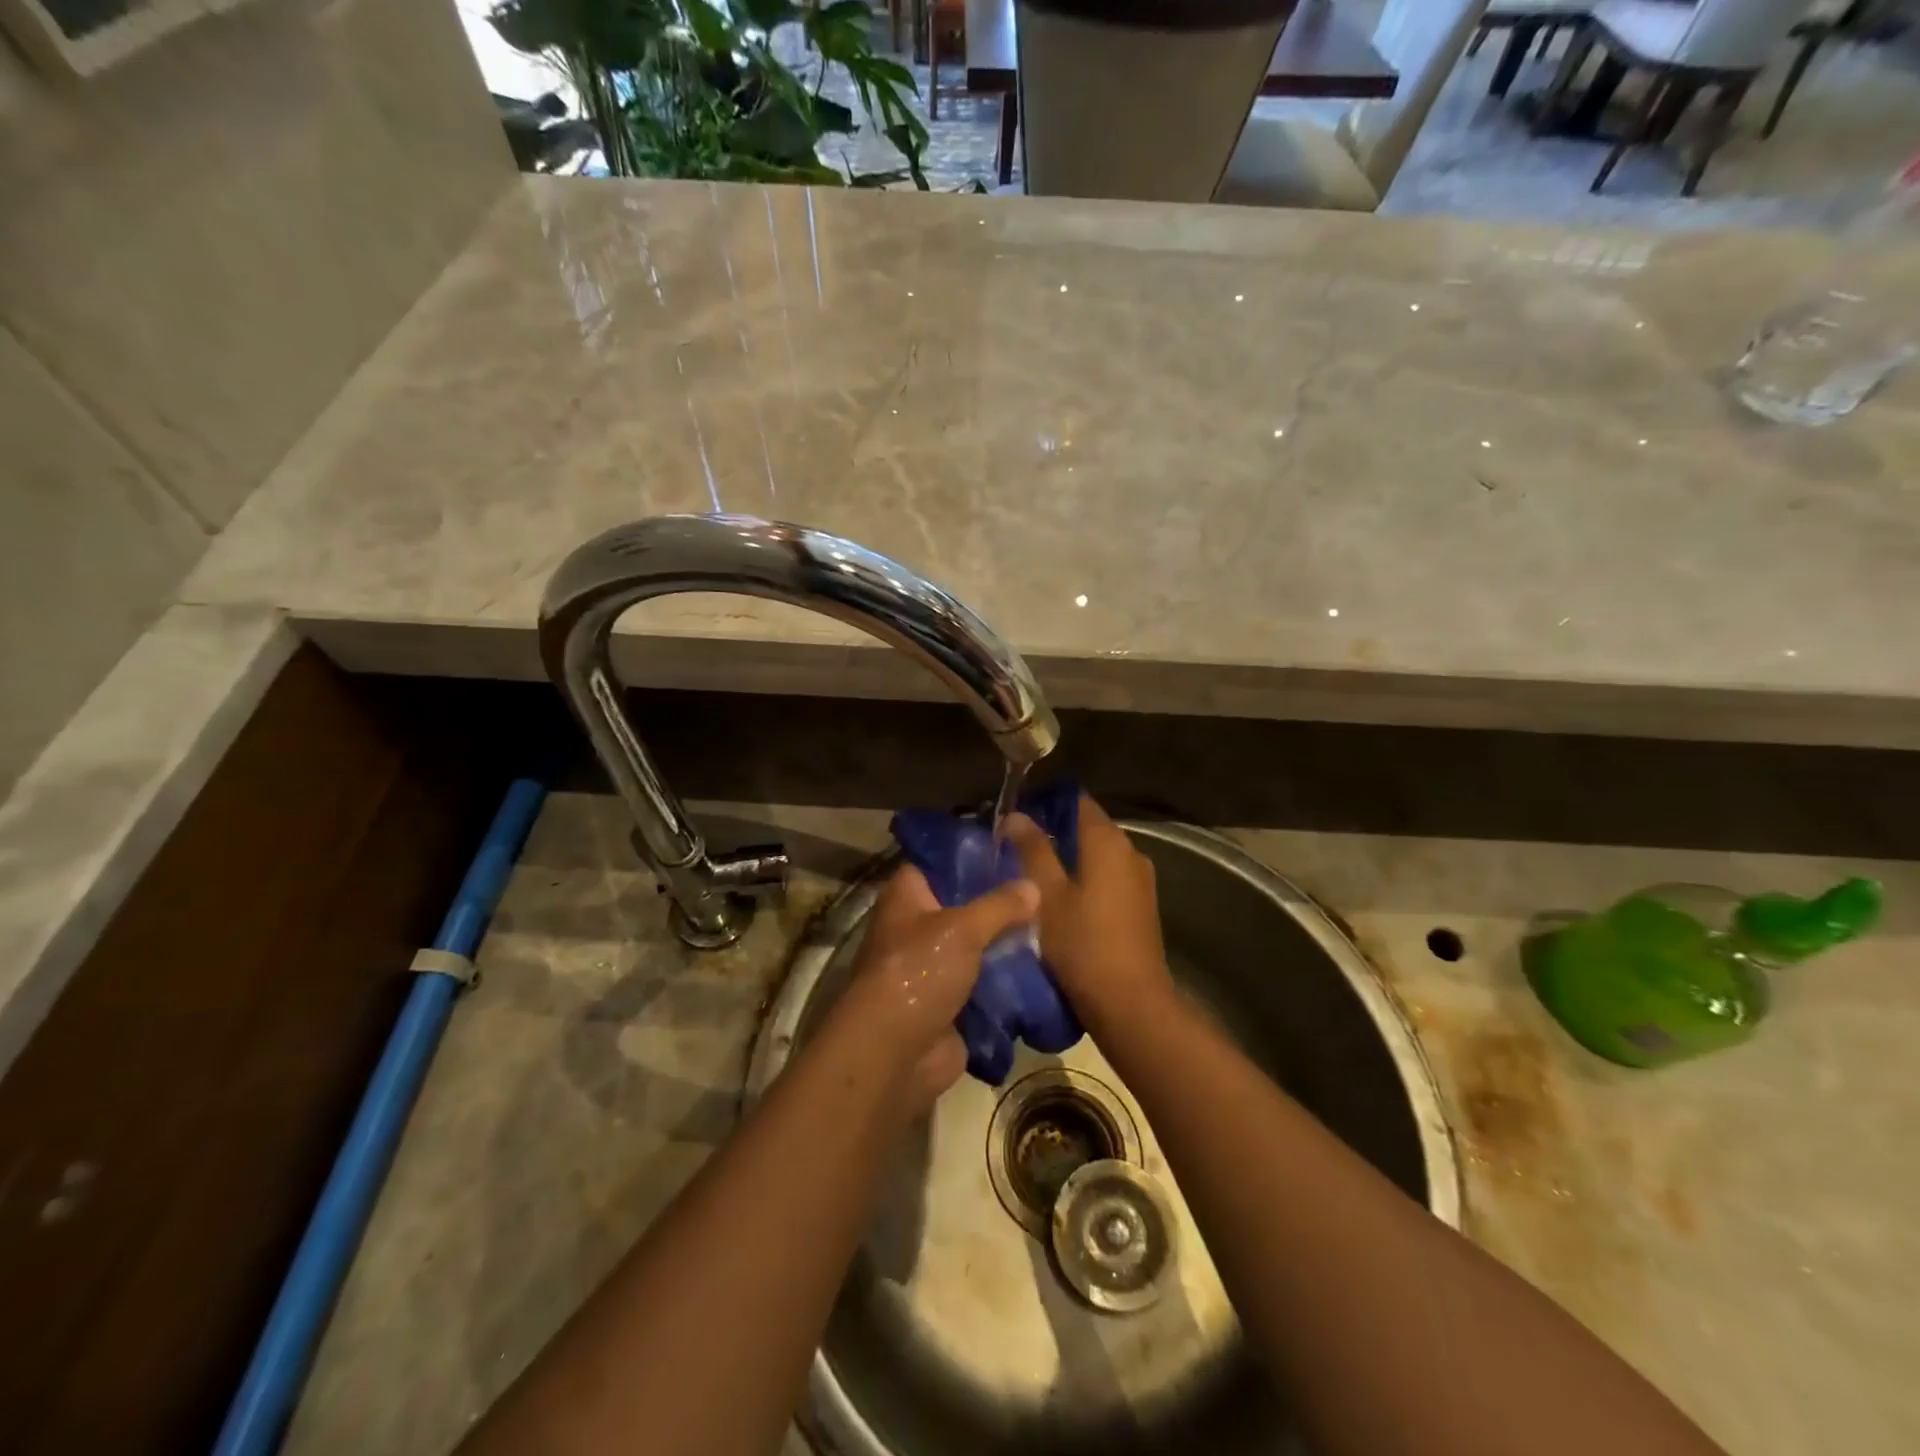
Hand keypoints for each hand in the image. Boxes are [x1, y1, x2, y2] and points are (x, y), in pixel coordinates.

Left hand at [834, 865, 1038, 1106]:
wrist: (894, 1054)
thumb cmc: (918, 972)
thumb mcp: (962, 928)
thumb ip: (999, 905)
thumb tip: (1033, 886)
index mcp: (907, 897)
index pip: (940, 863)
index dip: (973, 856)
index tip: (1013, 851)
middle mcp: (917, 927)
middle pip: (965, 906)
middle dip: (1001, 903)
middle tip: (1045, 890)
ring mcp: (933, 967)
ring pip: (978, 945)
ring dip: (1008, 943)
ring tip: (1053, 927)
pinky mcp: (951, 1003)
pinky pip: (986, 983)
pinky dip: (1009, 980)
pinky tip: (1045, 967)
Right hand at [1005, 794, 1176, 1036]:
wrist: (1131, 1004)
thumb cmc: (1083, 944)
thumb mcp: (1047, 895)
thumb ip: (1032, 850)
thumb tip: (1016, 815)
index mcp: (1108, 841)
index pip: (1077, 801)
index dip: (1045, 803)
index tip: (1015, 816)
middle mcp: (1130, 852)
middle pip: (1087, 828)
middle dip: (1053, 833)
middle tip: (1014, 846)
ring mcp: (1140, 880)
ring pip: (1097, 856)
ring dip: (1068, 859)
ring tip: (1031, 873)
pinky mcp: (1141, 906)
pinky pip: (1108, 878)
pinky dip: (1084, 879)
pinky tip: (1059, 899)